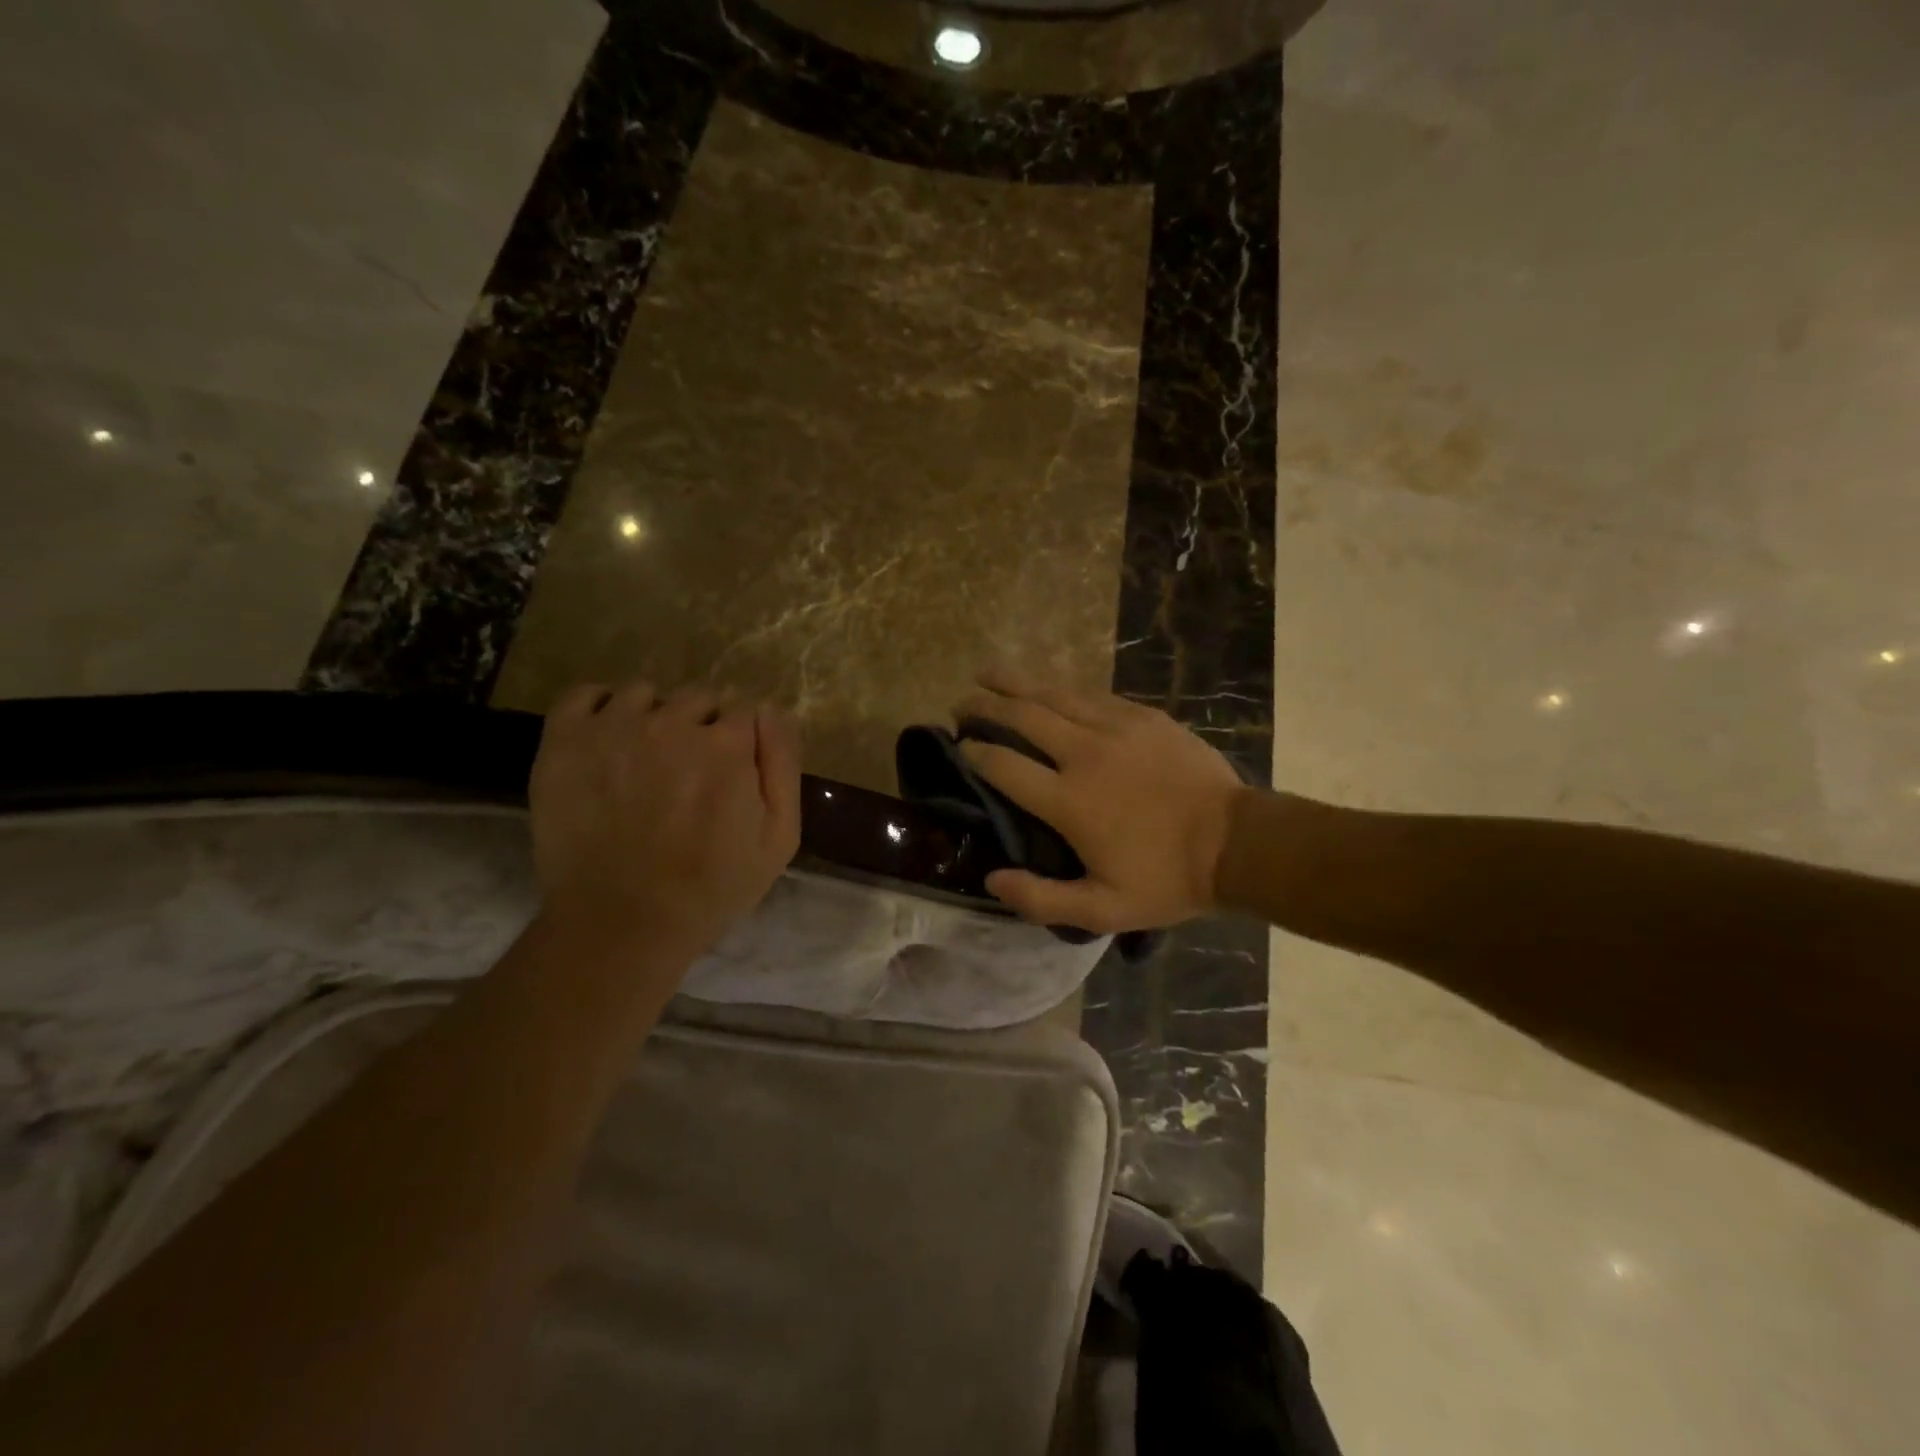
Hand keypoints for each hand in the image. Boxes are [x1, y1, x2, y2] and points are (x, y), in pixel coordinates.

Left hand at [530, 682, 801, 959]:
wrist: (621, 923)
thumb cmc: (712, 887)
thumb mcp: (779, 838)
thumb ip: (783, 763)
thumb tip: (771, 709)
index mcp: (727, 745)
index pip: (744, 708)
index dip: (742, 738)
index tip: (732, 769)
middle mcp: (671, 722)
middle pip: (698, 697)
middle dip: (702, 726)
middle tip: (690, 772)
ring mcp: (613, 727)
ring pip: (645, 693)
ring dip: (654, 716)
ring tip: (646, 760)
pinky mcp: (565, 740)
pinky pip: (586, 694)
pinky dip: (600, 707)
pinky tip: (608, 739)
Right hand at [952, 669, 1247, 932]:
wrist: (1237, 843)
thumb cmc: (1167, 879)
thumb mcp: (1103, 909)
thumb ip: (1041, 900)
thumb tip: (991, 880)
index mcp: (1069, 800)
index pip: (1004, 765)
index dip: (974, 752)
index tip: (959, 745)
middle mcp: (1084, 754)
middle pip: (1022, 716)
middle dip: (985, 705)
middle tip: (961, 701)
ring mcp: (1116, 727)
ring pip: (1054, 695)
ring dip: (1016, 683)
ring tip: (989, 674)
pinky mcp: (1143, 716)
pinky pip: (1091, 694)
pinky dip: (1061, 689)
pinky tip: (1050, 687)